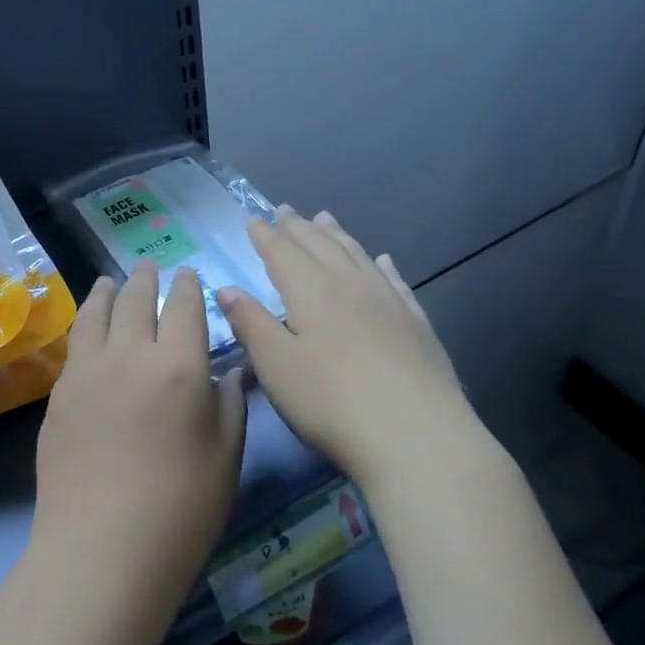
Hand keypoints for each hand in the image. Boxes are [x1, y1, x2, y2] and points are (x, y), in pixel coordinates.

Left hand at [32, 262, 247, 614]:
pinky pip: (76, 343)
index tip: (188, 275)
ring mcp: (89, 370)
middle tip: (149, 266)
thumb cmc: (181, 509)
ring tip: (111, 281)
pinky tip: (89, 327)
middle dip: (147, 278)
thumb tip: (230, 370)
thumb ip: (229, 404)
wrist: (102, 549)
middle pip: (137, 299)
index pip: (184, 307)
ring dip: (108, 291)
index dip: (188, 286)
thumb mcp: (226, 456)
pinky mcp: (60, 393)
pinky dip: (86, 322)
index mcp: (180, 366)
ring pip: (97, 312)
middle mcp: (132, 354)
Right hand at [218, 208, 492, 493]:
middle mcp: (350, 285)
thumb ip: (252, 323)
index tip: (253, 220)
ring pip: (358, 256)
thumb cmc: (331, 401)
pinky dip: (382, 266)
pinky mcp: (417, 324)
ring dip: (338, 236)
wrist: (416, 434)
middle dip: (299, 228)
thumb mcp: (277, 365)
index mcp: (311, 291)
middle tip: (286, 210)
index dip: (266, 236)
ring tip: (326, 219)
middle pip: (321, 246)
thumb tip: (228, 289)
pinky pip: (395, 281)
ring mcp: (388, 302)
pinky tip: (383, 260)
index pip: (283, 253)